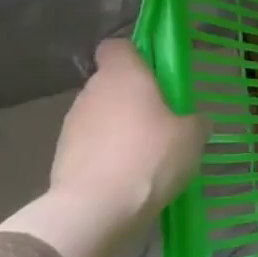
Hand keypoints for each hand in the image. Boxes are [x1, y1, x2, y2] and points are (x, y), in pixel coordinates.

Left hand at [51, 39, 206, 226]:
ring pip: (100, 114)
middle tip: (162, 119)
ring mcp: (72, 124)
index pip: (117, 47)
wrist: (94, 209)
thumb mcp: (192, 137)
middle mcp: (92, 92)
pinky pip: (91, 143)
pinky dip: (106, 152)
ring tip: (145, 153)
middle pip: (111, 82)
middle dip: (133, 96)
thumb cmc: (149, 157)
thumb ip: (196, 122)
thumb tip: (196, 121)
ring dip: (119, 126)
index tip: (156, 73)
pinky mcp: (61, 155)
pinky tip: (127, 174)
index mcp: (123, 76)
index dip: (135, 55)